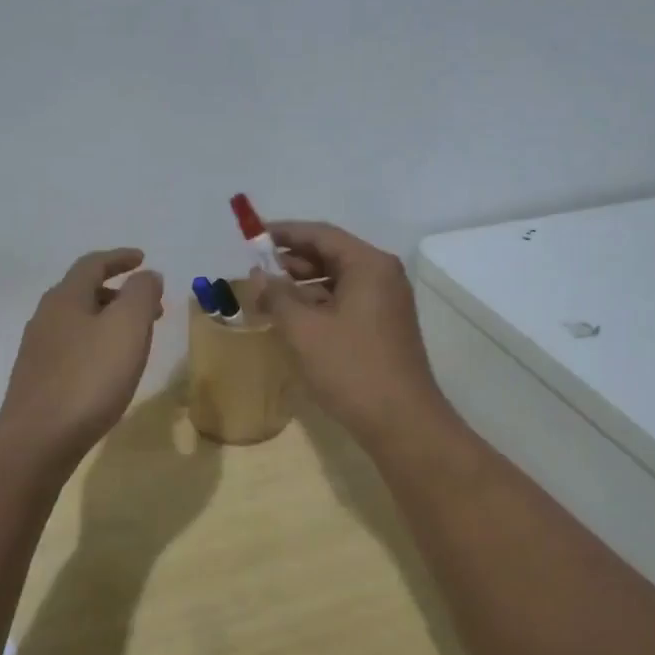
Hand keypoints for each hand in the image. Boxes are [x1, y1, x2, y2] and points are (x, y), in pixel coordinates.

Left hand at [0, 249, 164, 472]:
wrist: (37, 442)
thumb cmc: (88, 379)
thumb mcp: (127, 328)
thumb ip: (141, 294)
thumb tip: (147, 275)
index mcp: (65, 298)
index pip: (93, 264)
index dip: (120, 258)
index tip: (143, 258)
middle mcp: (46, 317)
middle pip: (84, 292)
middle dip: (120, 293)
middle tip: (151, 306)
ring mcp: (38, 350)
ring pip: (79, 321)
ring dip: (109, 320)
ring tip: (136, 339)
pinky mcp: (38, 380)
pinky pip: (72, 348)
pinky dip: (96, 344)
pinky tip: (108, 368)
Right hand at [249, 221, 455, 447]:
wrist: (401, 422)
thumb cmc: (351, 368)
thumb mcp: (304, 330)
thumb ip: (277, 296)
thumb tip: (259, 275)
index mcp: (368, 265)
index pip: (321, 234)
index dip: (285, 233)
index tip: (253, 237)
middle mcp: (382, 276)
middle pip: (331, 255)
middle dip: (292, 260)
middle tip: (256, 269)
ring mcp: (386, 302)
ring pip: (337, 280)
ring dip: (303, 284)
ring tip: (268, 295)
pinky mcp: (384, 326)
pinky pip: (346, 301)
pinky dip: (318, 304)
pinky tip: (293, 318)